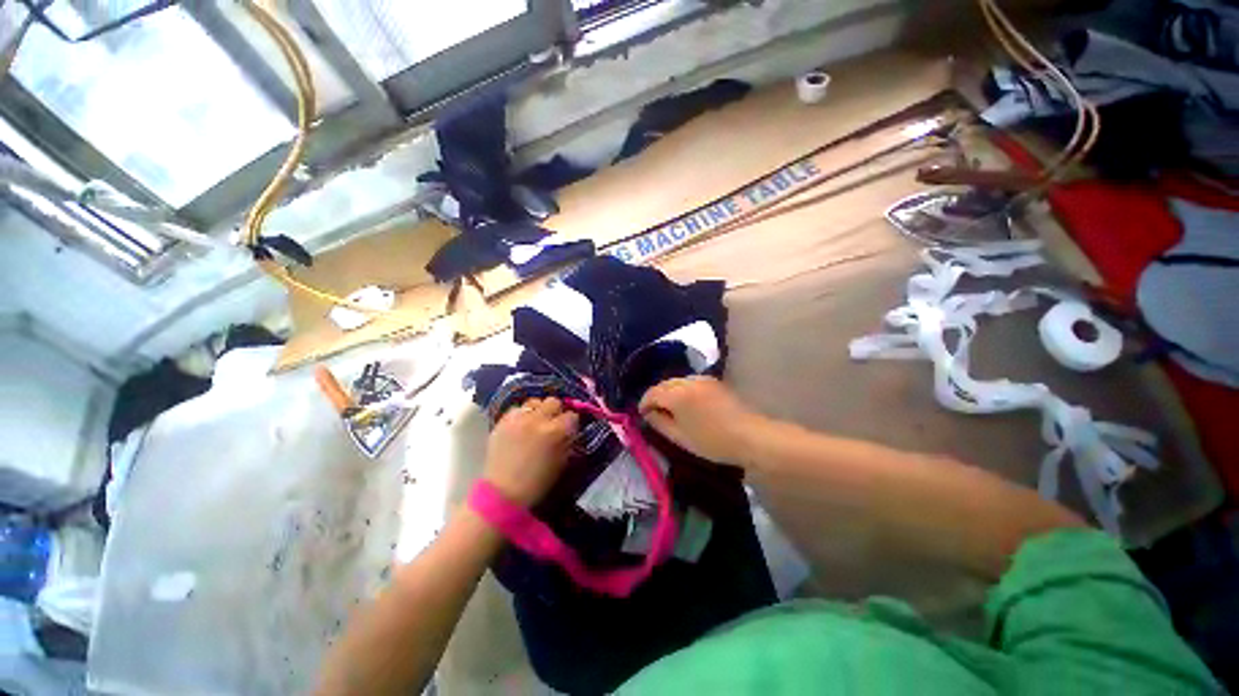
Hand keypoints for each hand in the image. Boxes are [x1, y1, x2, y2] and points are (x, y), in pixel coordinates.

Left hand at [483, 397, 577, 506]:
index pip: (571, 415)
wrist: (503, 493)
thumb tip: (570, 430)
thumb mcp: (561, 462)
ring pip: (535, 401)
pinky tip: (521, 425)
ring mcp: (519, 418)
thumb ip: (568, 441)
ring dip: (538, 410)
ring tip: (535, 422)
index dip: (571, 423)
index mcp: (556, 431)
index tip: (569, 429)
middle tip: (553, 423)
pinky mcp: (503, 421)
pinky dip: (522, 414)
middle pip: (553, 402)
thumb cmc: (537, 483)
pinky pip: (517, 408)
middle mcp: (538, 419)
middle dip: (556, 411)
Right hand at [639, 376, 763, 464]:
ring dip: (670, 392)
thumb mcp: (680, 437)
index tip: (642, 415)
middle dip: (656, 396)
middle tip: (654, 413)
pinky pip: (691, 382)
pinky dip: (683, 390)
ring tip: (671, 409)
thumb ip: (659, 423)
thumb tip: (649, 413)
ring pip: (678, 381)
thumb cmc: (712, 442)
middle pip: (664, 384)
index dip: (644, 403)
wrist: (750, 436)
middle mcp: (688, 381)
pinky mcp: (715, 382)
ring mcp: (703, 379)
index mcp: (677, 394)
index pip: (652, 393)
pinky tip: (688, 404)